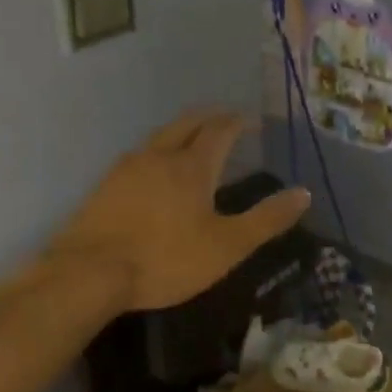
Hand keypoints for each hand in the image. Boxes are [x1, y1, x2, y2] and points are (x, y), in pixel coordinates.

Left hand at [45, 109, 311, 311]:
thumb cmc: (165, 259)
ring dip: (182, 131)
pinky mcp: (105, 186)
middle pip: (187, 123)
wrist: (88, 273)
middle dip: (210, 117)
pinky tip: (155, 172)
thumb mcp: (227, 246)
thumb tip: (304, 193)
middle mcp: (159, 155)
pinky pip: (139, 156)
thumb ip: (266, 219)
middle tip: (226, 120)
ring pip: (160, 136)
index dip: (239, 122)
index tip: (252, 121)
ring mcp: (126, 168)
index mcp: (192, 165)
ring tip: (194, 141)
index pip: (220, 130)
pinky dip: (159, 151)